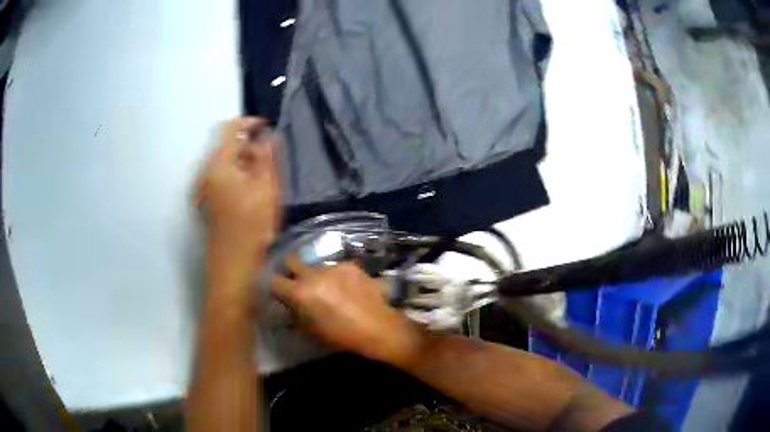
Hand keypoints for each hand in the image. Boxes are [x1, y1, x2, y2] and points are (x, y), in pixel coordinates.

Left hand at [195, 117, 280, 253]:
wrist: (232, 262)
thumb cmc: (251, 225)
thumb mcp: (265, 187)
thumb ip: (265, 156)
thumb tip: (267, 135)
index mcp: (218, 164)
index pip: (229, 128)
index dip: (248, 122)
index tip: (266, 126)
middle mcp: (206, 171)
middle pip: (225, 144)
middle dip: (247, 143)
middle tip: (269, 155)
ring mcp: (204, 187)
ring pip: (224, 161)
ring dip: (243, 159)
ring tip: (263, 174)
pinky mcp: (206, 199)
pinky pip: (221, 175)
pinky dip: (236, 173)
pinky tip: (251, 189)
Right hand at [272, 256, 421, 367]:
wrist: (377, 328)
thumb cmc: (341, 336)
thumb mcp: (311, 329)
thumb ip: (296, 311)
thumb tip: (289, 302)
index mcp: (300, 292)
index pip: (274, 281)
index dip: (275, 286)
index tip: (279, 291)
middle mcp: (313, 274)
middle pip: (291, 260)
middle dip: (290, 269)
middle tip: (297, 281)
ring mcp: (332, 267)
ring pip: (315, 266)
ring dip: (316, 275)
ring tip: (329, 289)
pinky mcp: (350, 265)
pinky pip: (336, 268)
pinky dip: (337, 276)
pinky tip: (348, 288)